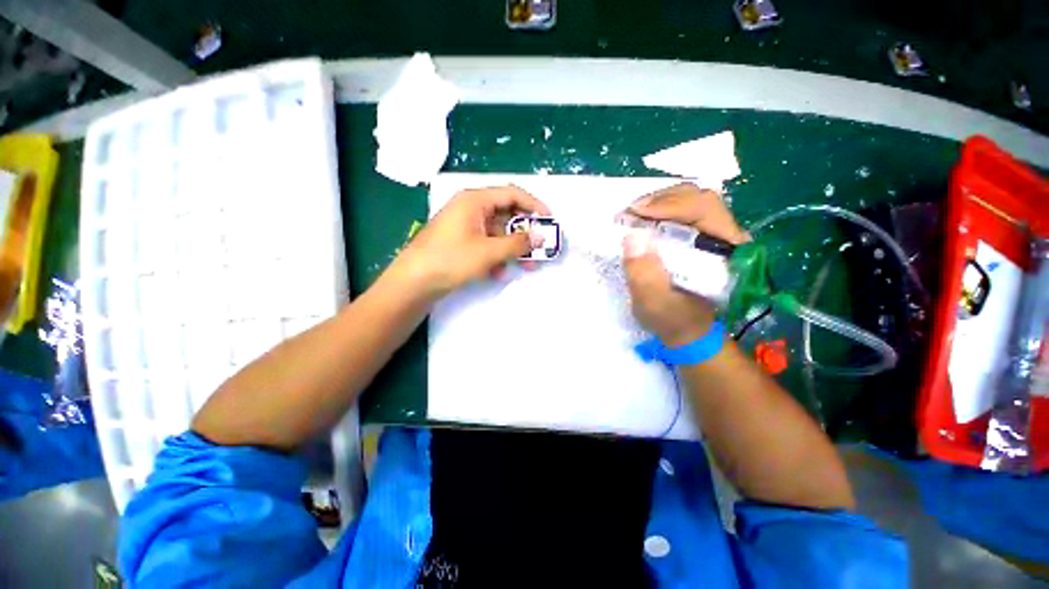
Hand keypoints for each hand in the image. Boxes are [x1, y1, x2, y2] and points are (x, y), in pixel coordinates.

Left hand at [388, 185, 550, 297]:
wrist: (414, 282)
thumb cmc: (451, 259)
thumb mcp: (489, 251)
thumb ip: (518, 243)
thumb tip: (541, 237)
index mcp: (475, 200)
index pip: (512, 194)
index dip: (534, 205)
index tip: (549, 220)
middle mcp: (470, 208)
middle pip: (506, 215)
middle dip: (525, 233)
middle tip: (540, 247)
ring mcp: (465, 226)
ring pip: (497, 233)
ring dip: (513, 248)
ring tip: (527, 265)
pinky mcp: (461, 242)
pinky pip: (486, 244)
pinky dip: (496, 256)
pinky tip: (499, 272)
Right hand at [622, 183, 746, 345]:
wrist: (688, 331)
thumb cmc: (674, 320)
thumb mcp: (654, 304)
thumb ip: (644, 276)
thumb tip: (632, 237)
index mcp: (726, 253)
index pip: (704, 210)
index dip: (669, 205)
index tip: (635, 212)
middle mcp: (727, 237)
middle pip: (699, 198)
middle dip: (661, 200)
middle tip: (630, 212)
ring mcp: (715, 235)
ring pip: (692, 201)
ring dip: (660, 203)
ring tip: (634, 215)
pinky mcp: (703, 238)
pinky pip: (685, 212)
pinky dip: (661, 211)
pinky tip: (644, 220)